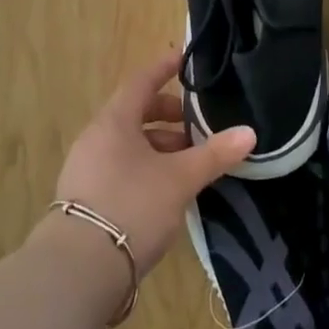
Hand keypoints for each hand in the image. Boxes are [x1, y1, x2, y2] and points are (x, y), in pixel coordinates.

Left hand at [49, 50, 255, 276]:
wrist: (78, 270)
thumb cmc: (132, 206)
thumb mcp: (180, 179)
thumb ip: (214, 154)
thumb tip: (249, 133)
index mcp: (114, 121)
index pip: (142, 81)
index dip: (164, 68)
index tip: (185, 58)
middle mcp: (96, 138)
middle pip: (135, 113)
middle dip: (169, 117)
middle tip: (198, 126)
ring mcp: (86, 169)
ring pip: (129, 144)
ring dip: (159, 147)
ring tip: (189, 164)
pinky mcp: (85, 199)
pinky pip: (120, 168)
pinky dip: (145, 168)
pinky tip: (166, 191)